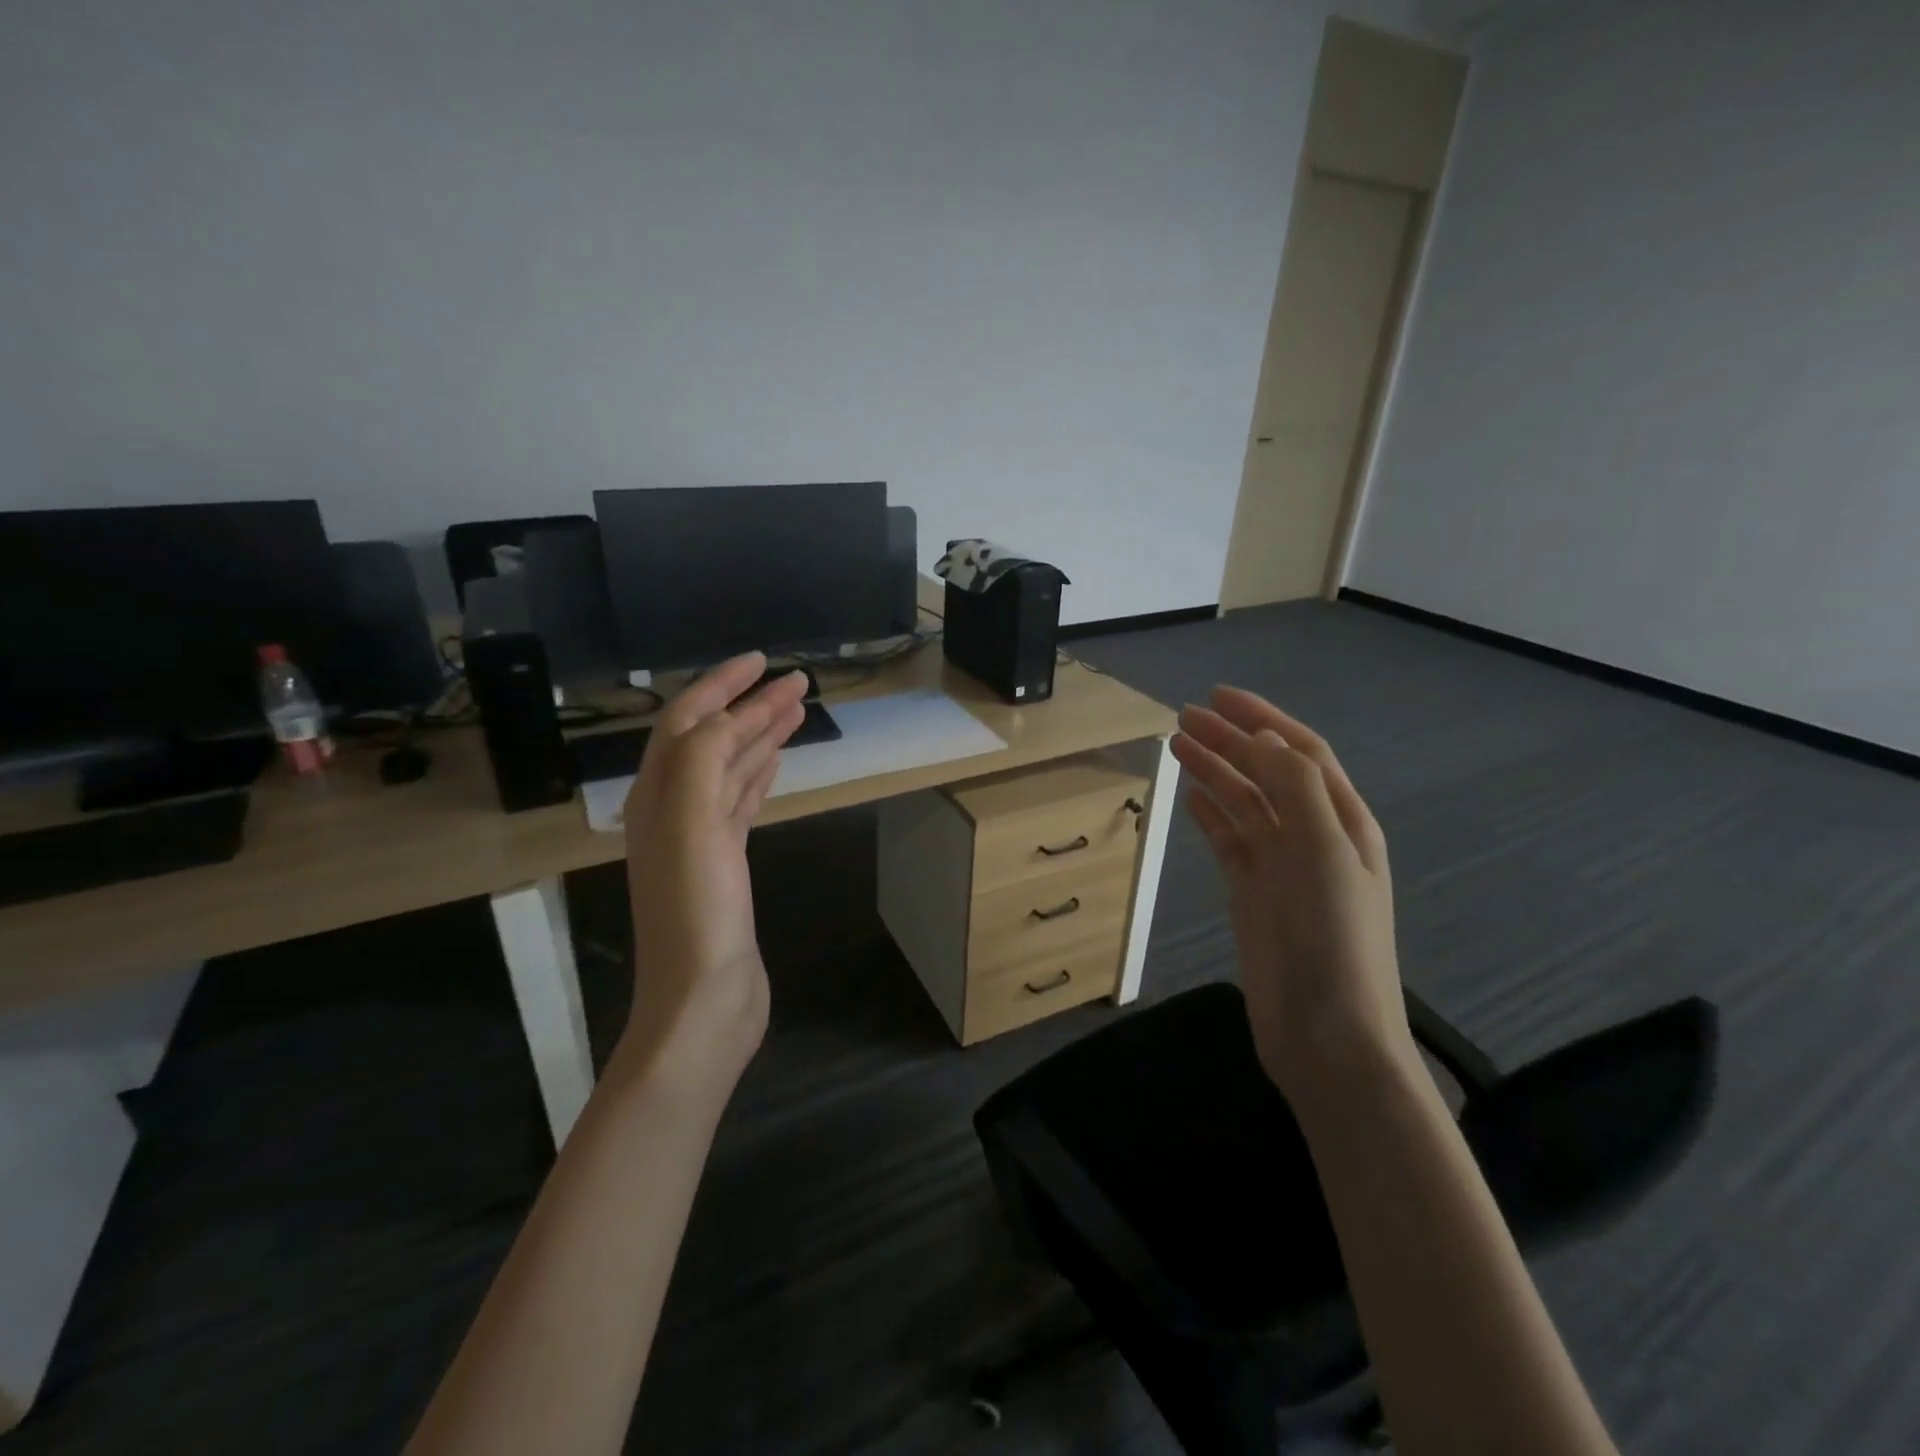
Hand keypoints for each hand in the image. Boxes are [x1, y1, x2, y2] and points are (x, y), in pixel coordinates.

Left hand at [615, 653, 808, 1087]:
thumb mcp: (693, 827)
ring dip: (760, 735)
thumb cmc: (696, 912)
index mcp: (658, 795)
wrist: (704, 999)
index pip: (687, 722)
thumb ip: (703, 762)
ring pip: (731, 769)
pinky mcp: (725, 862)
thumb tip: (725, 717)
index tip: (762, 661)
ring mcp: (700, 837)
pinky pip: (741, 802)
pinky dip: (759, 774)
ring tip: (796, 710)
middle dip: (750, 705)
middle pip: (712, 740)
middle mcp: (673, 809)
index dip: (720, 686)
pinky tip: (775, 761)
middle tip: (796, 681)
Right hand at [1171, 687, 1415, 1103]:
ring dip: (1214, 771)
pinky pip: (1230, 841)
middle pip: (1266, 772)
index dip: (1262, 720)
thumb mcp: (1324, 852)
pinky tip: (1190, 798)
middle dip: (1229, 740)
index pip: (1300, 753)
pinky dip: (1211, 815)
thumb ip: (1297, 790)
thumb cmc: (1333, 939)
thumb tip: (1263, 741)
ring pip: (1244, 803)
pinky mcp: (1254, 894)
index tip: (1218, 696)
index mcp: (1341, 821)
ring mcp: (1281, 867)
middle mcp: (1313, 836)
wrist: (1327, 1034)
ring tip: (1176, 745)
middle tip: (1183, 716)